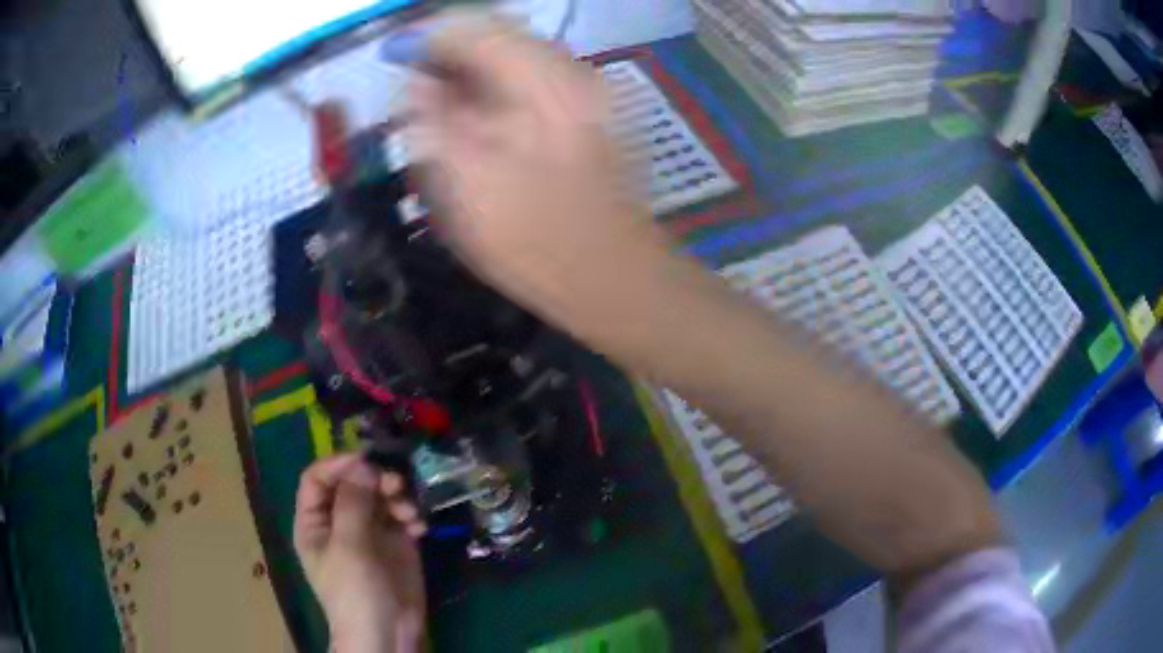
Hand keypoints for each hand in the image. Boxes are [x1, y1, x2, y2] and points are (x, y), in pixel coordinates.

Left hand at [293, 454, 426, 652]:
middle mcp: (340, 522)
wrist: (387, 633)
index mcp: (315, 522)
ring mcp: (369, 532)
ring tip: (410, 510)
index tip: (366, 460)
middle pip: (352, 484)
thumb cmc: (354, 591)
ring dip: (396, 496)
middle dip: (374, 480)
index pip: (317, 479)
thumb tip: (363, 464)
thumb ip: (353, 502)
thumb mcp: (347, 546)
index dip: (338, 465)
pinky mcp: (396, 543)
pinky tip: (420, 527)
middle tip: (395, 483)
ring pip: (379, 496)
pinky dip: (411, 515)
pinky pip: (402, 516)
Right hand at [408, 11, 667, 329]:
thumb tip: (416, 83)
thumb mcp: (466, 183)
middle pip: (499, 36)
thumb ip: (433, 122)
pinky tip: (479, 116)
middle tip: (414, 82)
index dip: (426, 38)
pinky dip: (499, 88)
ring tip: (439, 101)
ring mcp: (587, 91)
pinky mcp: (591, 114)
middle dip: (450, 52)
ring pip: (517, 58)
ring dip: (474, 71)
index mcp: (540, 78)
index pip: (474, 27)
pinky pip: (534, 81)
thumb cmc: (536, 241)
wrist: (615, 278)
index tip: (393, 58)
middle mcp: (570, 70)